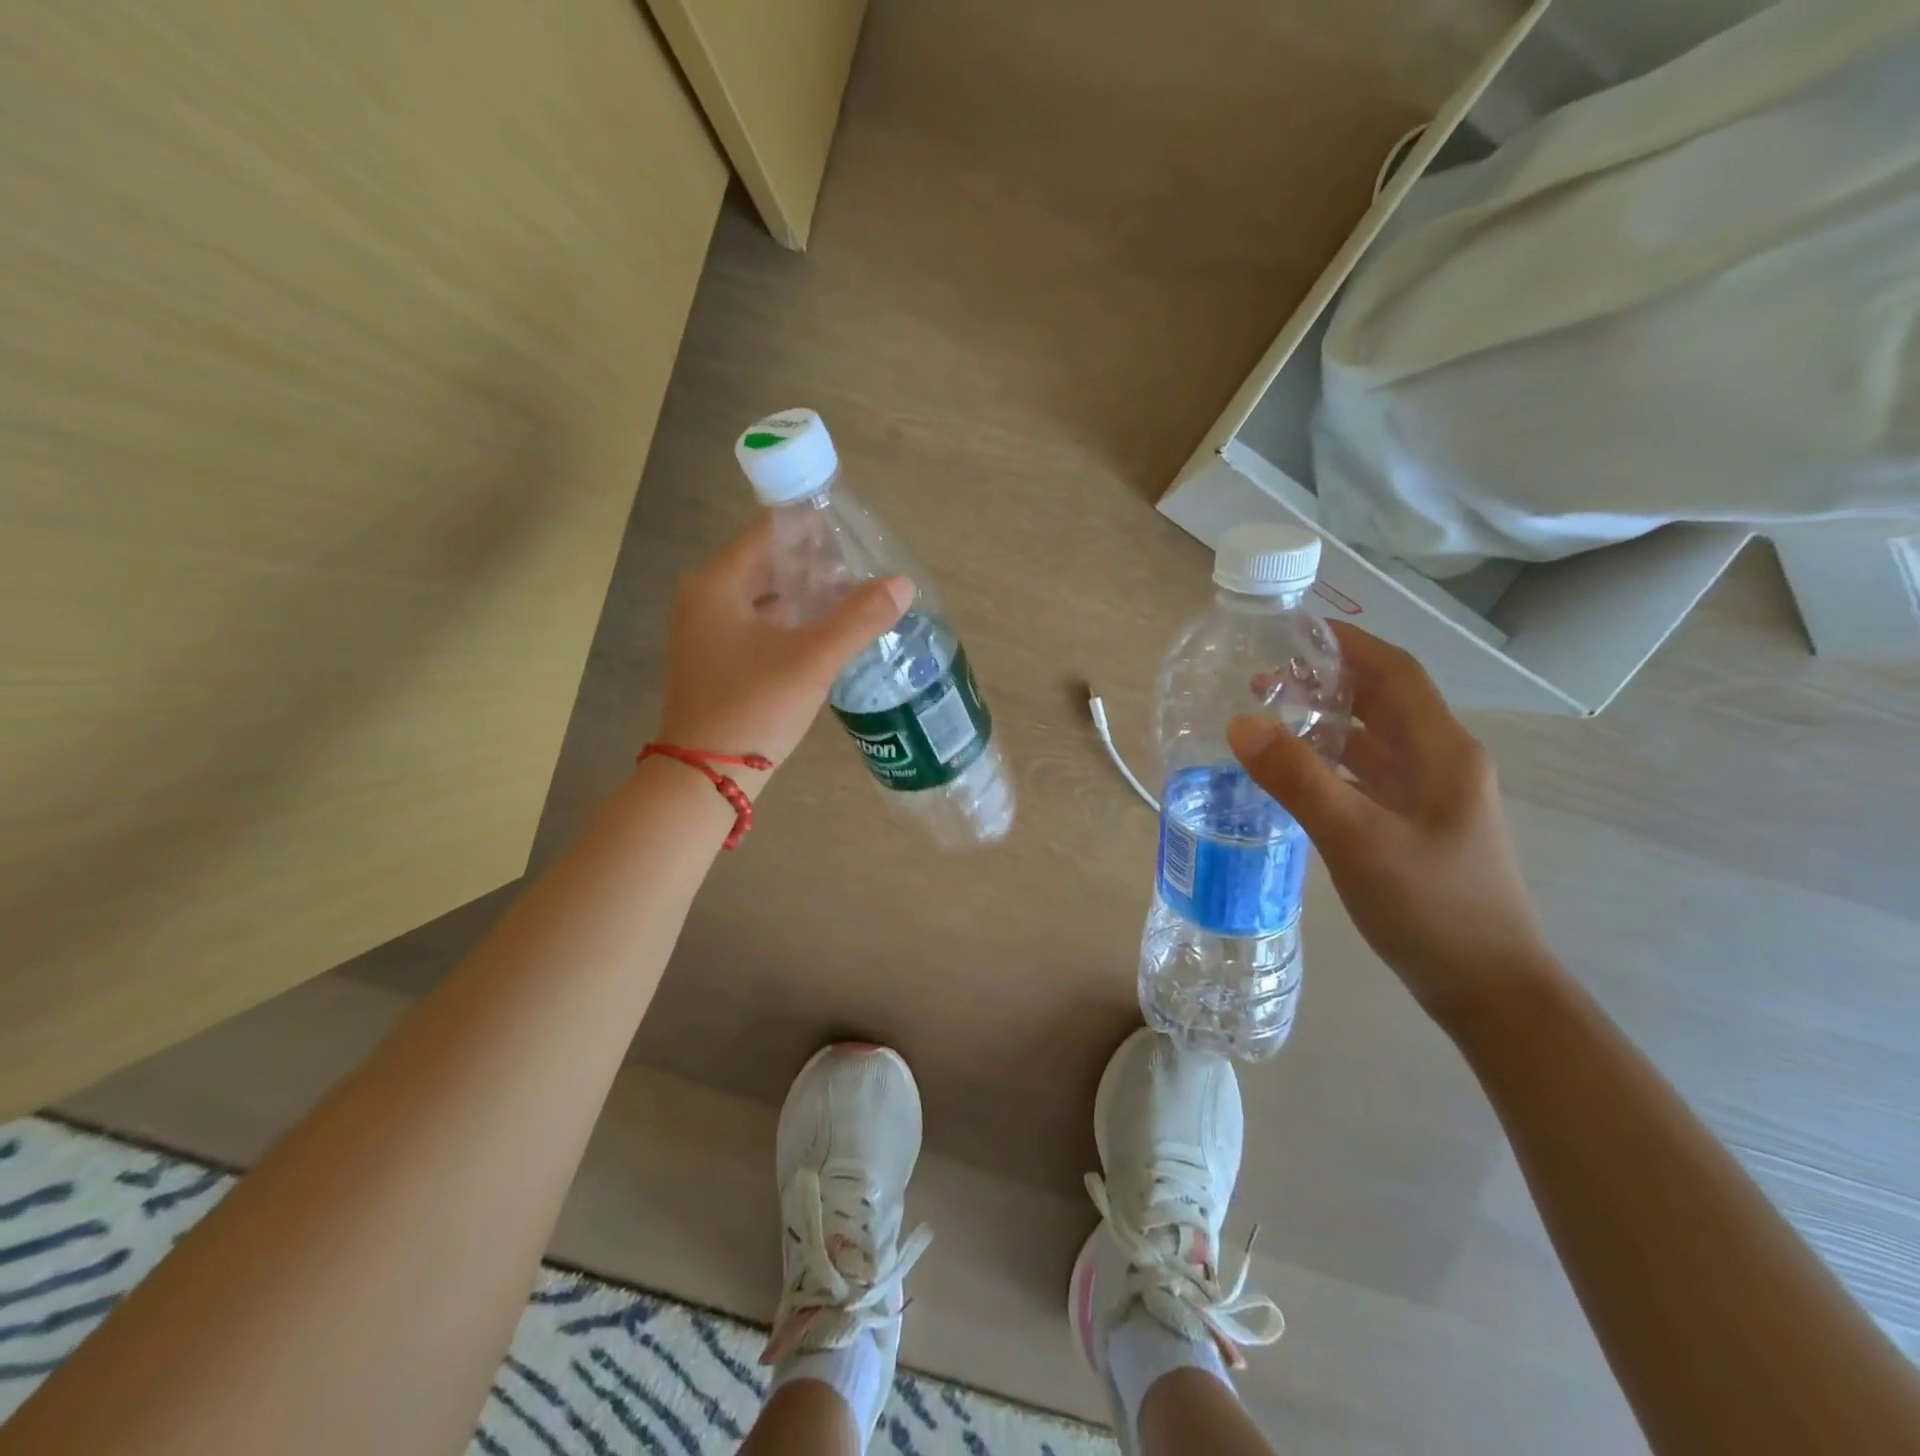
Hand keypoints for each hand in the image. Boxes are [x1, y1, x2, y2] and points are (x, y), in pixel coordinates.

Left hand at [656, 517, 913, 781]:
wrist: (706, 775)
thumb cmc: (753, 707)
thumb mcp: (812, 660)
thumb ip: (859, 618)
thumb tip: (902, 584)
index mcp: (718, 584)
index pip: (770, 532)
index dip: (815, 529)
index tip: (856, 536)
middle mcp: (706, 599)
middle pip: (769, 564)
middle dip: (817, 566)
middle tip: (864, 572)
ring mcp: (708, 632)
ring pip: (766, 597)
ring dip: (807, 596)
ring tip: (854, 600)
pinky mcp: (717, 660)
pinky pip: (760, 624)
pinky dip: (793, 622)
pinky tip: (827, 634)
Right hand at [1226, 623, 1554, 1024]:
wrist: (1488, 989)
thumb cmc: (1432, 907)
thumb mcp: (1358, 839)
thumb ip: (1299, 779)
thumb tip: (1240, 723)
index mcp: (1441, 751)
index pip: (1394, 673)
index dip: (1348, 645)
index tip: (1291, 631)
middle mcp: (1440, 763)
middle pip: (1381, 702)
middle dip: (1325, 681)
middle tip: (1261, 679)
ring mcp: (1429, 798)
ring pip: (1372, 741)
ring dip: (1324, 722)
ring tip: (1268, 718)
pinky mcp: (1413, 827)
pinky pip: (1366, 776)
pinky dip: (1329, 762)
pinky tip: (1292, 774)